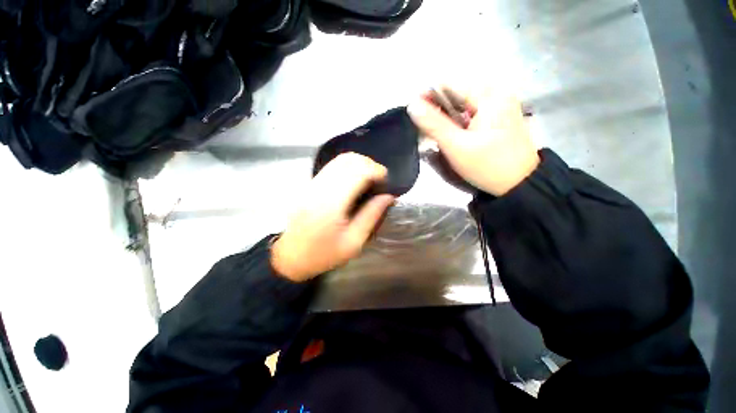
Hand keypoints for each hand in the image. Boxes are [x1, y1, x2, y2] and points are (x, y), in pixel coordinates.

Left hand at [271, 153, 394, 281]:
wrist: (291, 257)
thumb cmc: (324, 254)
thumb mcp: (354, 242)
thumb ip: (372, 215)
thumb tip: (388, 196)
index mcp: (332, 203)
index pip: (357, 172)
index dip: (375, 170)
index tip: (386, 180)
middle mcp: (320, 188)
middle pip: (348, 160)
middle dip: (369, 164)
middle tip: (379, 179)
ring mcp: (312, 184)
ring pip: (339, 160)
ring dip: (358, 164)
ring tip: (369, 178)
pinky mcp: (309, 185)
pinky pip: (331, 167)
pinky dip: (347, 168)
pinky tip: (354, 180)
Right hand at [407, 85, 539, 195]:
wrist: (520, 184)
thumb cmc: (488, 166)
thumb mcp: (456, 146)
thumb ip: (433, 125)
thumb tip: (412, 105)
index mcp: (489, 95)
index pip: (449, 85)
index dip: (427, 97)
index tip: (414, 114)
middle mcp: (496, 93)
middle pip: (456, 94)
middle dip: (437, 110)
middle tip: (425, 130)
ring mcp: (499, 105)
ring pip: (462, 105)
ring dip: (446, 118)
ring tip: (437, 135)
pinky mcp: (499, 117)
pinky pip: (471, 113)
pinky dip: (458, 123)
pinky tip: (453, 136)